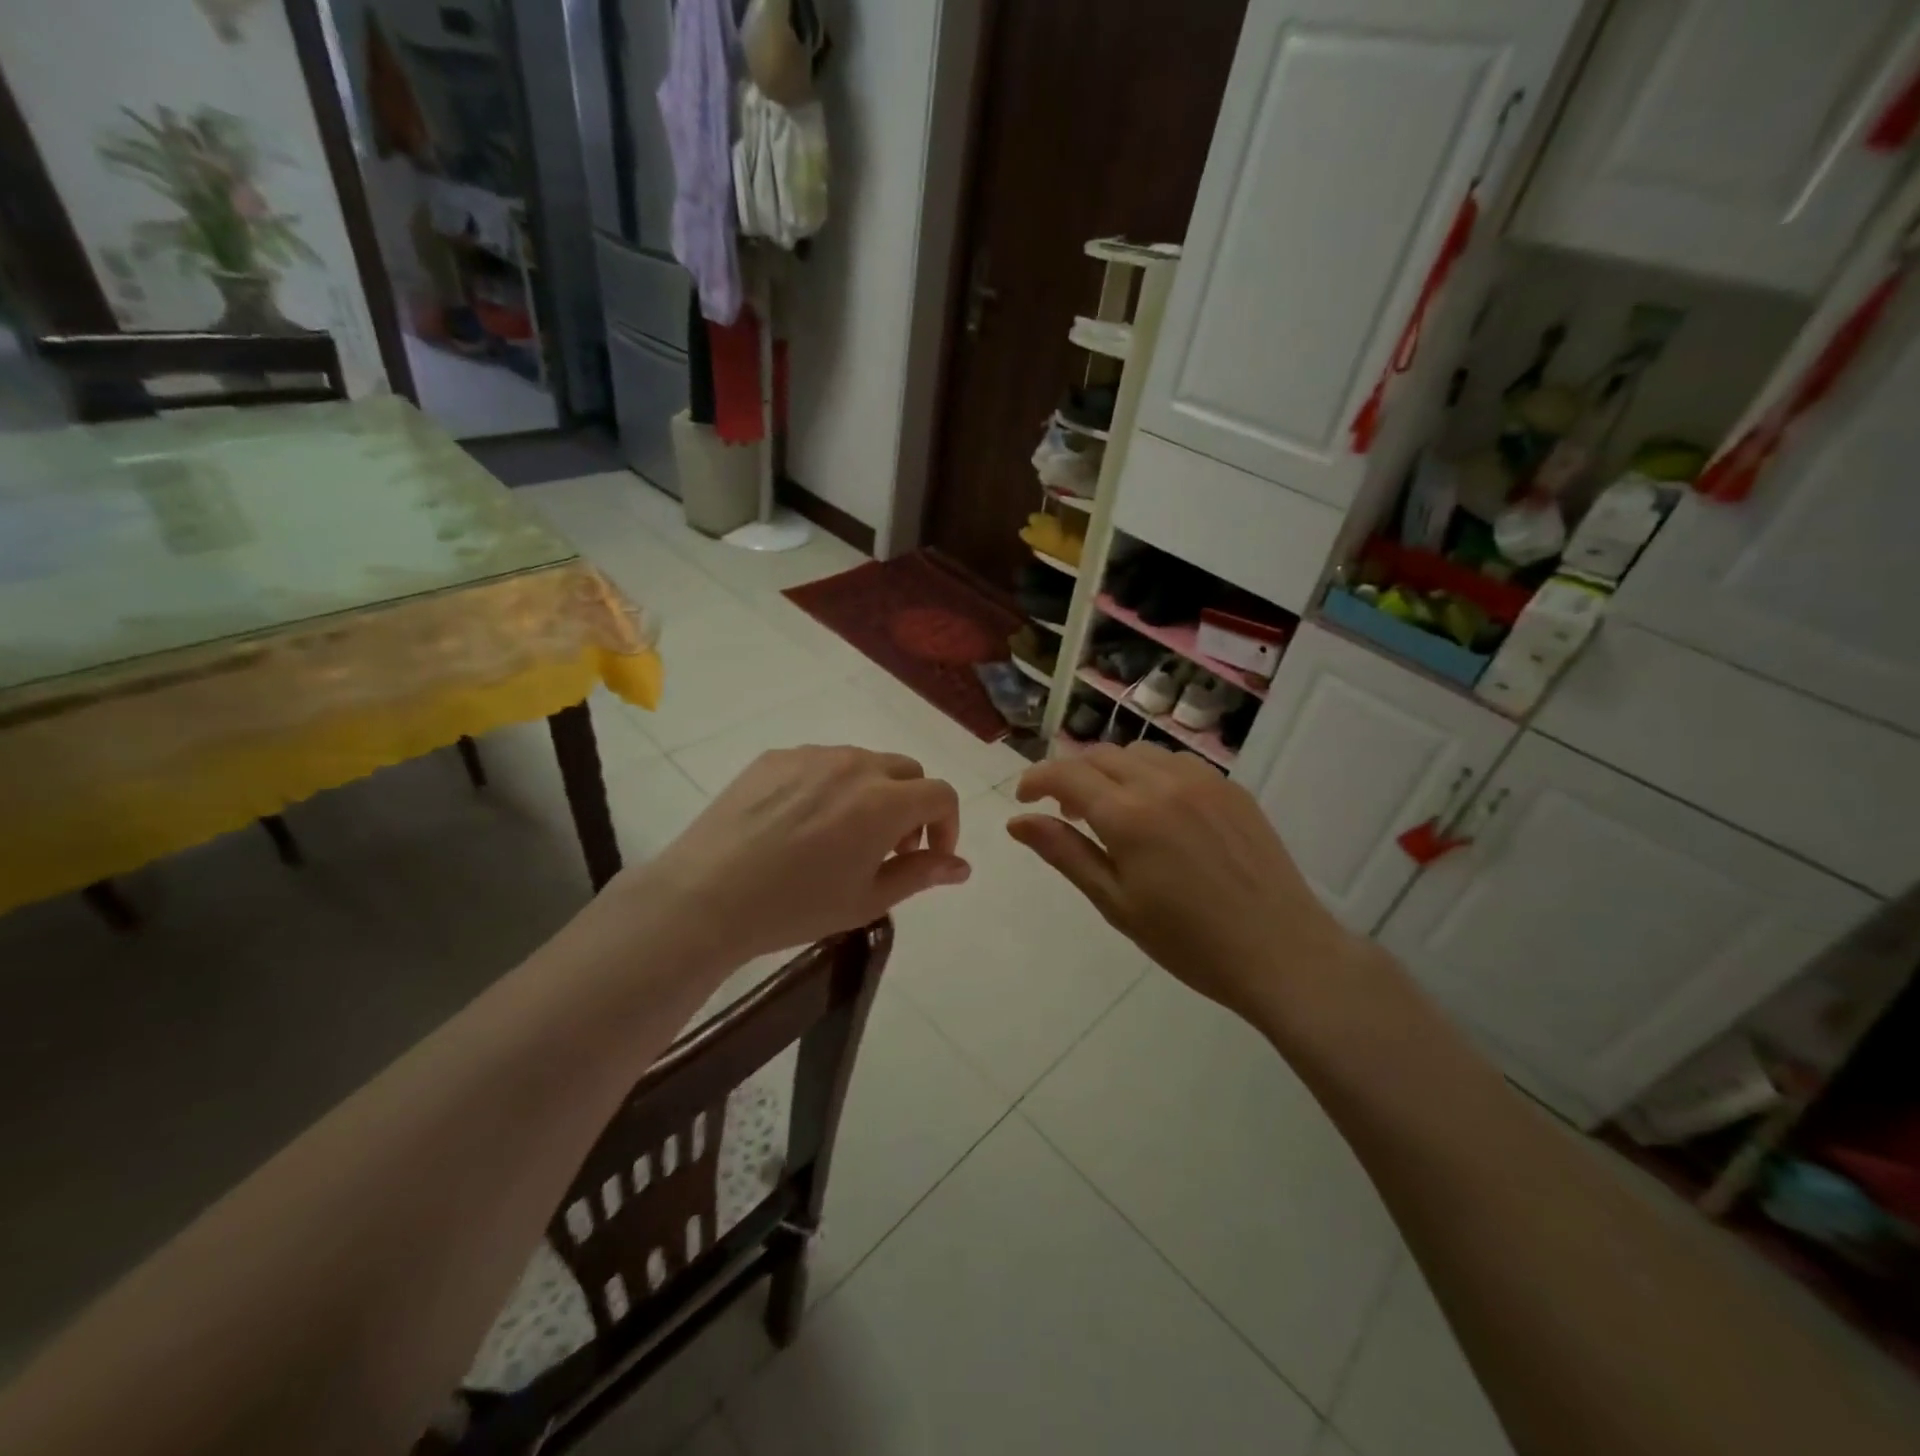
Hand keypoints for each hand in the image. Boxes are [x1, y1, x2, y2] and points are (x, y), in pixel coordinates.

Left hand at [633, 746, 968, 964]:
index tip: (929, 855)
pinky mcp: (775, 757)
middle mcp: (854, 765)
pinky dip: (831, 785)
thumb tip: (962, 866)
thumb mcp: (867, 900)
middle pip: (907, 771)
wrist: (706, 896)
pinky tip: (803, 822)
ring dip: (873, 793)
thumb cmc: (795, 906)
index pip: (941, 794)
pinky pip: (821, 762)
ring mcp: (811, 756)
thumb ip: (921, 874)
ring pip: (864, 762)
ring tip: (844, 835)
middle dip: (913, 805)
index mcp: (884, 801)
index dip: (947, 825)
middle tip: (890, 847)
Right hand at [1008, 742, 1368, 1025]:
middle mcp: (1163, 782)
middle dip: (1071, 774)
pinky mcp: (1231, 788)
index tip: (1024, 798)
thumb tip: (1017, 821)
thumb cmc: (1188, 941)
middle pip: (1100, 755)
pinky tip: (1155, 809)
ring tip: (1109, 809)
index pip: (1066, 774)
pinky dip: (1149, 772)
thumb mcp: (1114, 902)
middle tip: (1064, 811)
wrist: (1281, 952)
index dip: (1037, 778)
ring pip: (1138, 753)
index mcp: (1129, 815)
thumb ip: (1064, 853)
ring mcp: (1203, 779)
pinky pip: (1175, 762)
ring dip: (1110, 770)